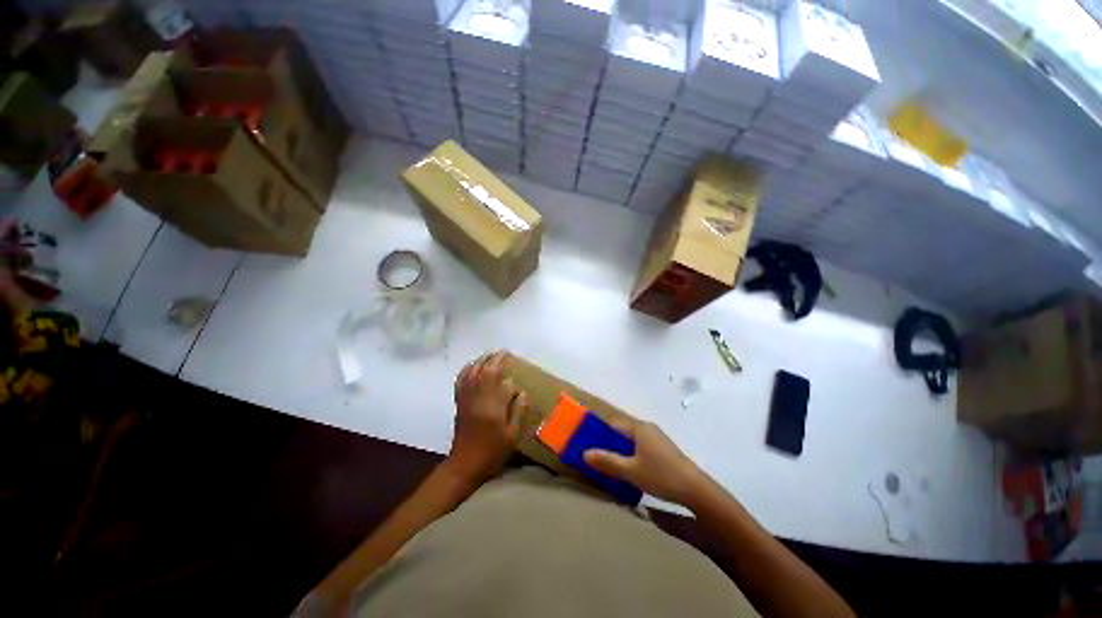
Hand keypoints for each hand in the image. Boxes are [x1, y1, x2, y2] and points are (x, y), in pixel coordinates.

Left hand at [445, 351, 525, 486]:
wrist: (464, 465)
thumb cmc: (492, 453)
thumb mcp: (512, 436)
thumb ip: (518, 412)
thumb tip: (523, 393)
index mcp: (493, 408)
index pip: (504, 385)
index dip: (511, 381)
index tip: (517, 378)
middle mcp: (478, 399)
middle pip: (486, 373)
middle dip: (495, 360)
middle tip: (503, 352)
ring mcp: (467, 400)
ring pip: (472, 374)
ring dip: (481, 361)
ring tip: (489, 354)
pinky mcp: (459, 403)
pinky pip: (461, 382)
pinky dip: (466, 371)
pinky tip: (471, 365)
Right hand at [584, 417, 705, 506]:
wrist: (696, 490)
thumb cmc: (661, 475)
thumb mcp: (631, 471)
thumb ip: (607, 461)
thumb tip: (585, 453)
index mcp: (639, 428)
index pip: (613, 424)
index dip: (600, 433)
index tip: (588, 444)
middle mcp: (648, 429)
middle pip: (622, 432)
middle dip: (609, 444)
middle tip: (596, 459)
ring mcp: (657, 439)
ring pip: (632, 441)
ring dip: (620, 452)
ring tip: (610, 467)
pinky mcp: (663, 451)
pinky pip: (640, 448)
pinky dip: (631, 456)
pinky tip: (629, 471)